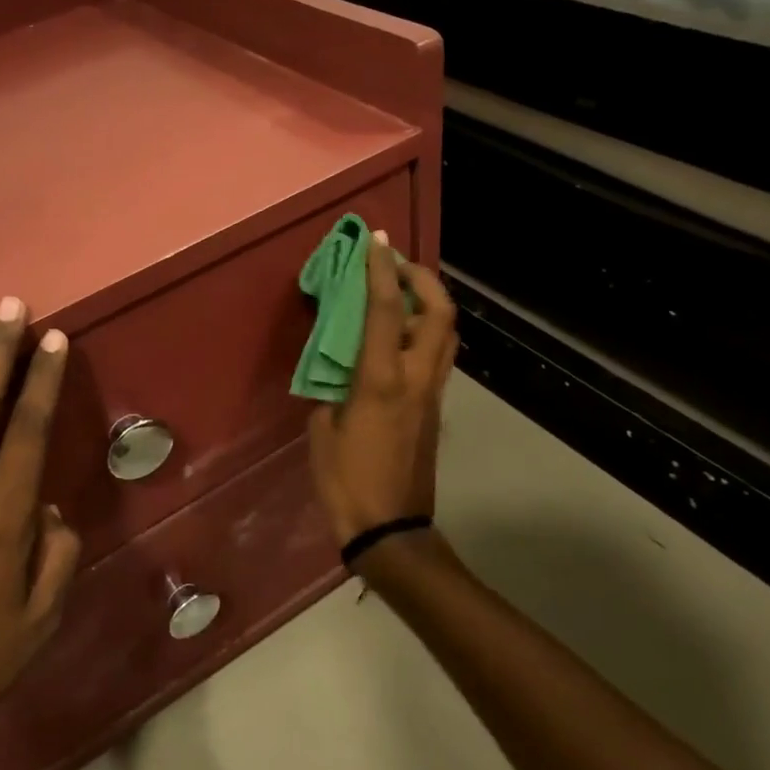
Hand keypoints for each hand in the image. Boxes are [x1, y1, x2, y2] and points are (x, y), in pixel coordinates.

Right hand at [307, 235, 457, 546]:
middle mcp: (416, 378)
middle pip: (439, 313)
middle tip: (397, 265)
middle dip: (423, 278)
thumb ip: (331, 390)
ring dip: (429, 303)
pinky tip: (398, 336)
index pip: (385, 310)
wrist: (391, 529)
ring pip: (446, 333)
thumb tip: (339, 372)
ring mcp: (431, 393)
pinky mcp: (434, 408)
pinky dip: (424, 331)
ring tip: (401, 293)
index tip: (378, 240)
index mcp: (382, 380)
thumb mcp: (322, 430)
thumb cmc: (346, 481)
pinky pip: (437, 356)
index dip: (382, 270)